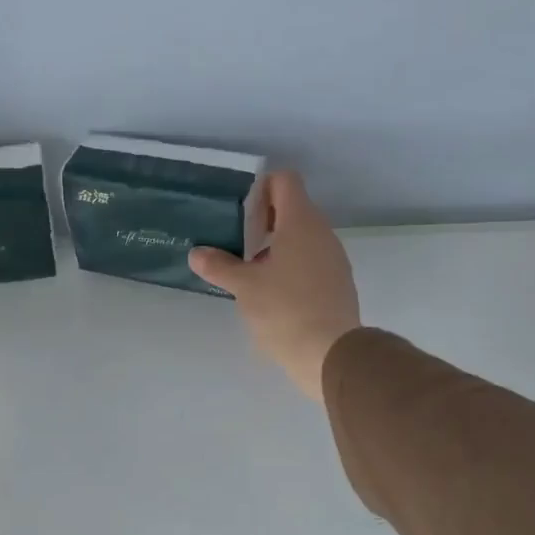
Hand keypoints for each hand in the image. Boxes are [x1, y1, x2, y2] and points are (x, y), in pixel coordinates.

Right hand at [189, 171, 360, 400]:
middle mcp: (322, 232)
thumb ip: (219, 265)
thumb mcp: (244, 287)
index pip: (285, 180)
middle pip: (293, 208)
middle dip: (263, 221)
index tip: (240, 214)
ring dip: (276, 246)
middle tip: (237, 243)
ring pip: (302, 237)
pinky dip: (291, 266)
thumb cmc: (285, 310)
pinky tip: (272, 294)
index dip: (260, 188)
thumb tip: (196, 253)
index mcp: (301, 222)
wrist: (331, 354)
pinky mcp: (338, 282)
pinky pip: (311, 260)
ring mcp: (334, 258)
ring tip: (250, 272)